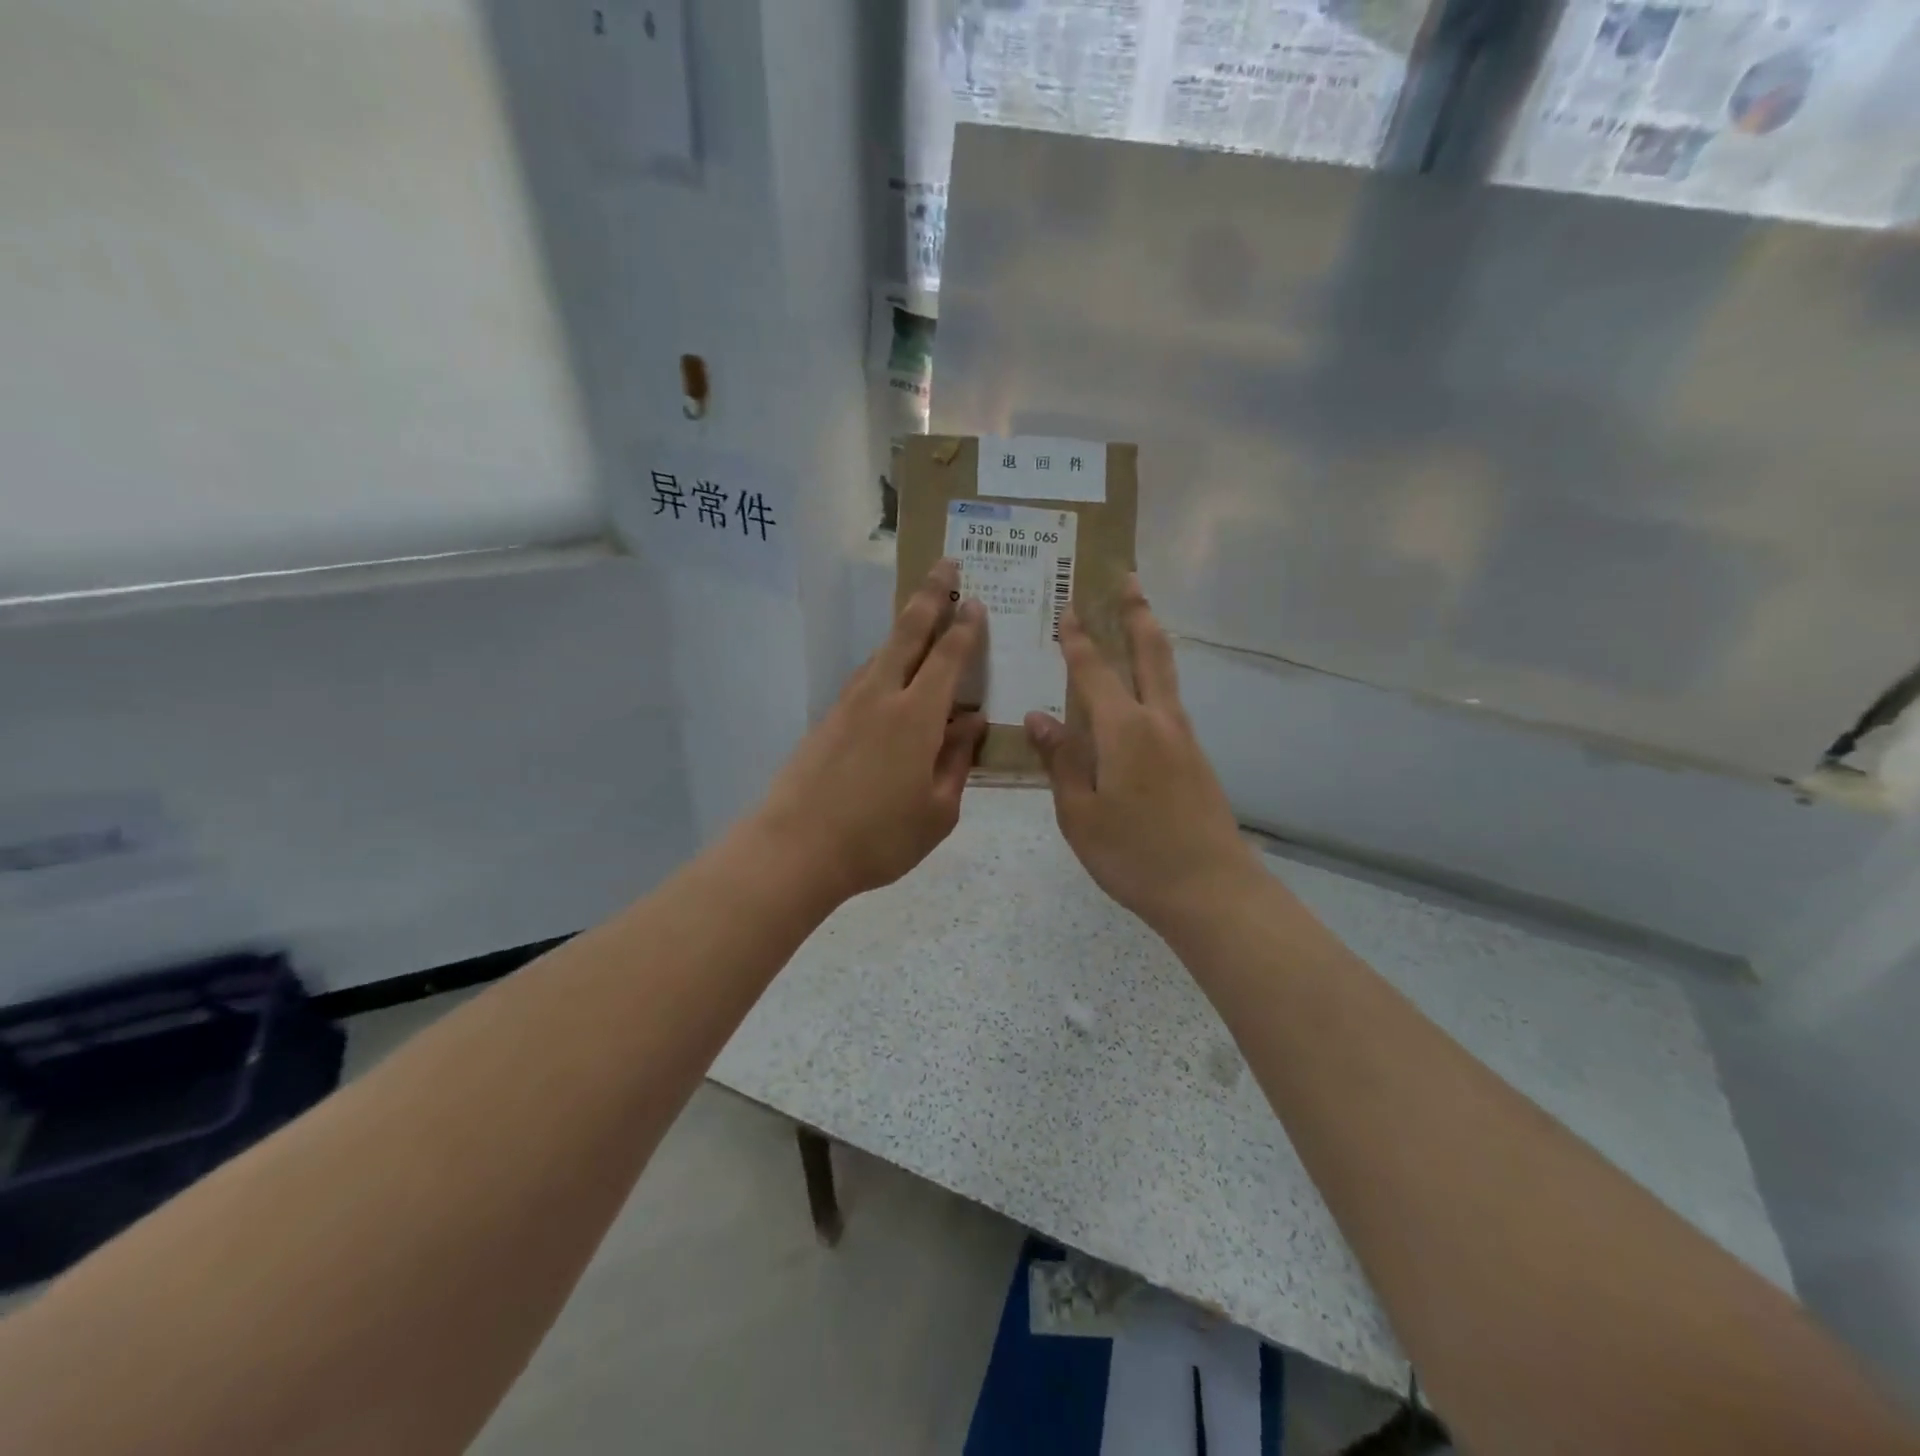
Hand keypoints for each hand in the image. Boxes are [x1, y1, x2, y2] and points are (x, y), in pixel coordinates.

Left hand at [757, 559, 987, 905]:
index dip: (964, 627)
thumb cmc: (879, 837)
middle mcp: (882, 697)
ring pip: (882, 652)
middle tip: (945, 565)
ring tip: (921, 612)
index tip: (974, 600)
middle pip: (908, 633)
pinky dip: (884, 661)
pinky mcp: (827, 720)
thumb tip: (972, 722)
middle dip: (929, 595)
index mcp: (917, 717)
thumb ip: (957, 761)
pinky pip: (864, 677)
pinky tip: (890, 671)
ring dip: (904, 627)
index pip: (948, 658)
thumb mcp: (938, 811)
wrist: (796, 849)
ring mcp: (848, 705)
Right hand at [1025, 575, 1260, 933]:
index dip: (1077, 638)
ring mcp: (1183, 738)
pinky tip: (1142, 692)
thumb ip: (1060, 761)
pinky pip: (1169, 702)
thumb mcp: (1079, 813)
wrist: (1210, 890)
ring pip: (1165, 675)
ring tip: (1138, 619)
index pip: (1093, 670)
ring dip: (1150, 641)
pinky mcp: (1195, 758)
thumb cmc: (1133, 854)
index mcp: (1123, 729)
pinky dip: (1155, 678)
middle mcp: (1158, 721)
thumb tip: (1038, 717)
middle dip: (1137, 613)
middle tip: (1129, 579)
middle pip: (1150, 653)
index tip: (1068, 605)